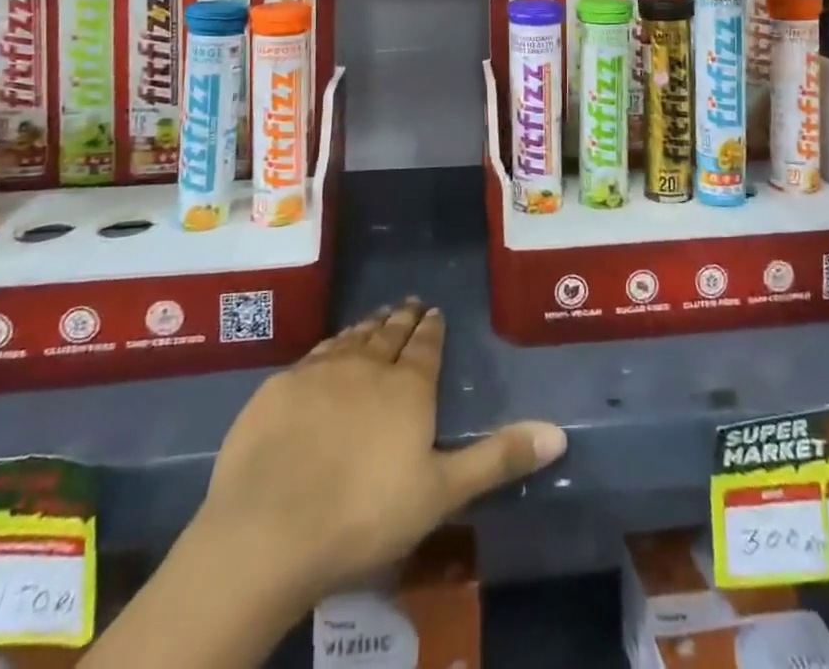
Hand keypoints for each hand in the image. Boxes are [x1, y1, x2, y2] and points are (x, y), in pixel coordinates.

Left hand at [193, 300, 565, 608]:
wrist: (269, 526)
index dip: (431, 327)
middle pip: (389, 334)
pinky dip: (330, 346)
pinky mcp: (280, 386)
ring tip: (376, 317)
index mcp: (408, 387)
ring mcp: (320, 371)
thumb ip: (498, 458)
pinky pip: (314, 354)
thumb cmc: (365, 514)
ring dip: (367, 326)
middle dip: (402, 318)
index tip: (434, 310)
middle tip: (409, 303)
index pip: (425, 345)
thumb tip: (559, 432)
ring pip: (352, 338)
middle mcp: (367, 365)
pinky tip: (329, 350)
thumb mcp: (441, 493)